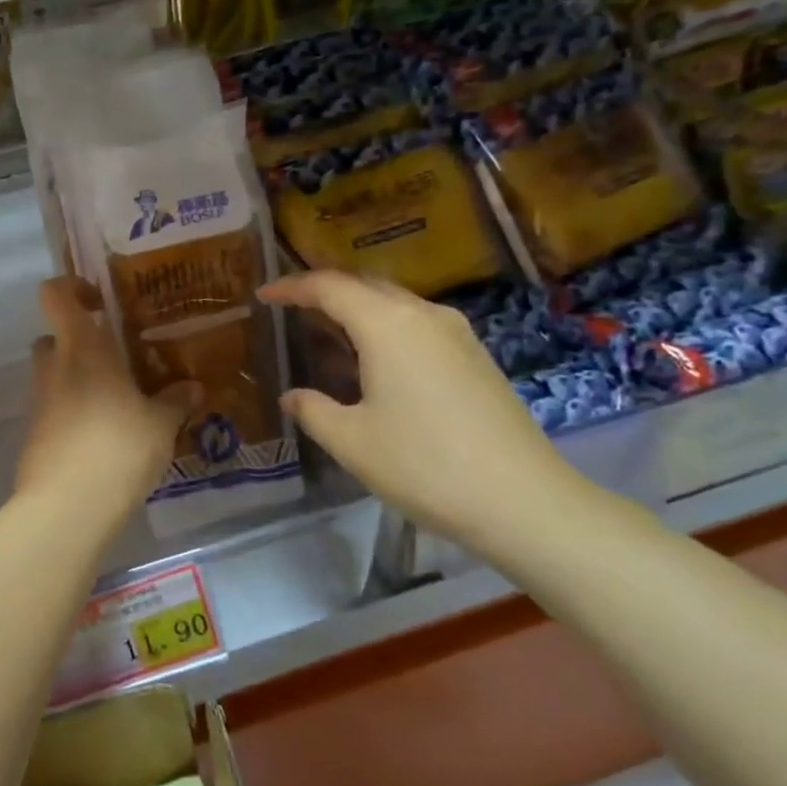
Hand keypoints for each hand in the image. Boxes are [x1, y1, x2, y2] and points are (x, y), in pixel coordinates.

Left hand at [13, 278, 196, 516]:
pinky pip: (55, 408)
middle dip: (81, 342)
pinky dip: (74, 411)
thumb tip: (192, 387)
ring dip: (79, 379)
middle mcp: (53, 367)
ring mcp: (39, 402)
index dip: (70, 287)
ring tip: (119, 401)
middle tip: (117, 357)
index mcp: (82, 349)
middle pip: (55, 337)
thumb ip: (175, 401)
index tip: (100, 299)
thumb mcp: (160, 424)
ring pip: (55, 374)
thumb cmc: (118, 447)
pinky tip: (105, 435)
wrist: (67, 506)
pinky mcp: (34, 434)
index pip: (55, 295)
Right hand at [258, 272, 595, 553]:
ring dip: (358, 310)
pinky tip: (375, 361)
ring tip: (329, 335)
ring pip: (395, 303)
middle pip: (366, 285)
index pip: (329, 287)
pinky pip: (418, 324)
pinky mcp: (475, 356)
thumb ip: (313, 410)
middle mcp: (424, 315)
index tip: (264, 294)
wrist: (523, 500)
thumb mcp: (352, 442)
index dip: (292, 287)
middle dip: (325, 291)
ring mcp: (456, 333)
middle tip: (292, 309)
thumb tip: (293, 397)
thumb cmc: (424, 465)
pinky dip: (385, 328)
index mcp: (388, 324)